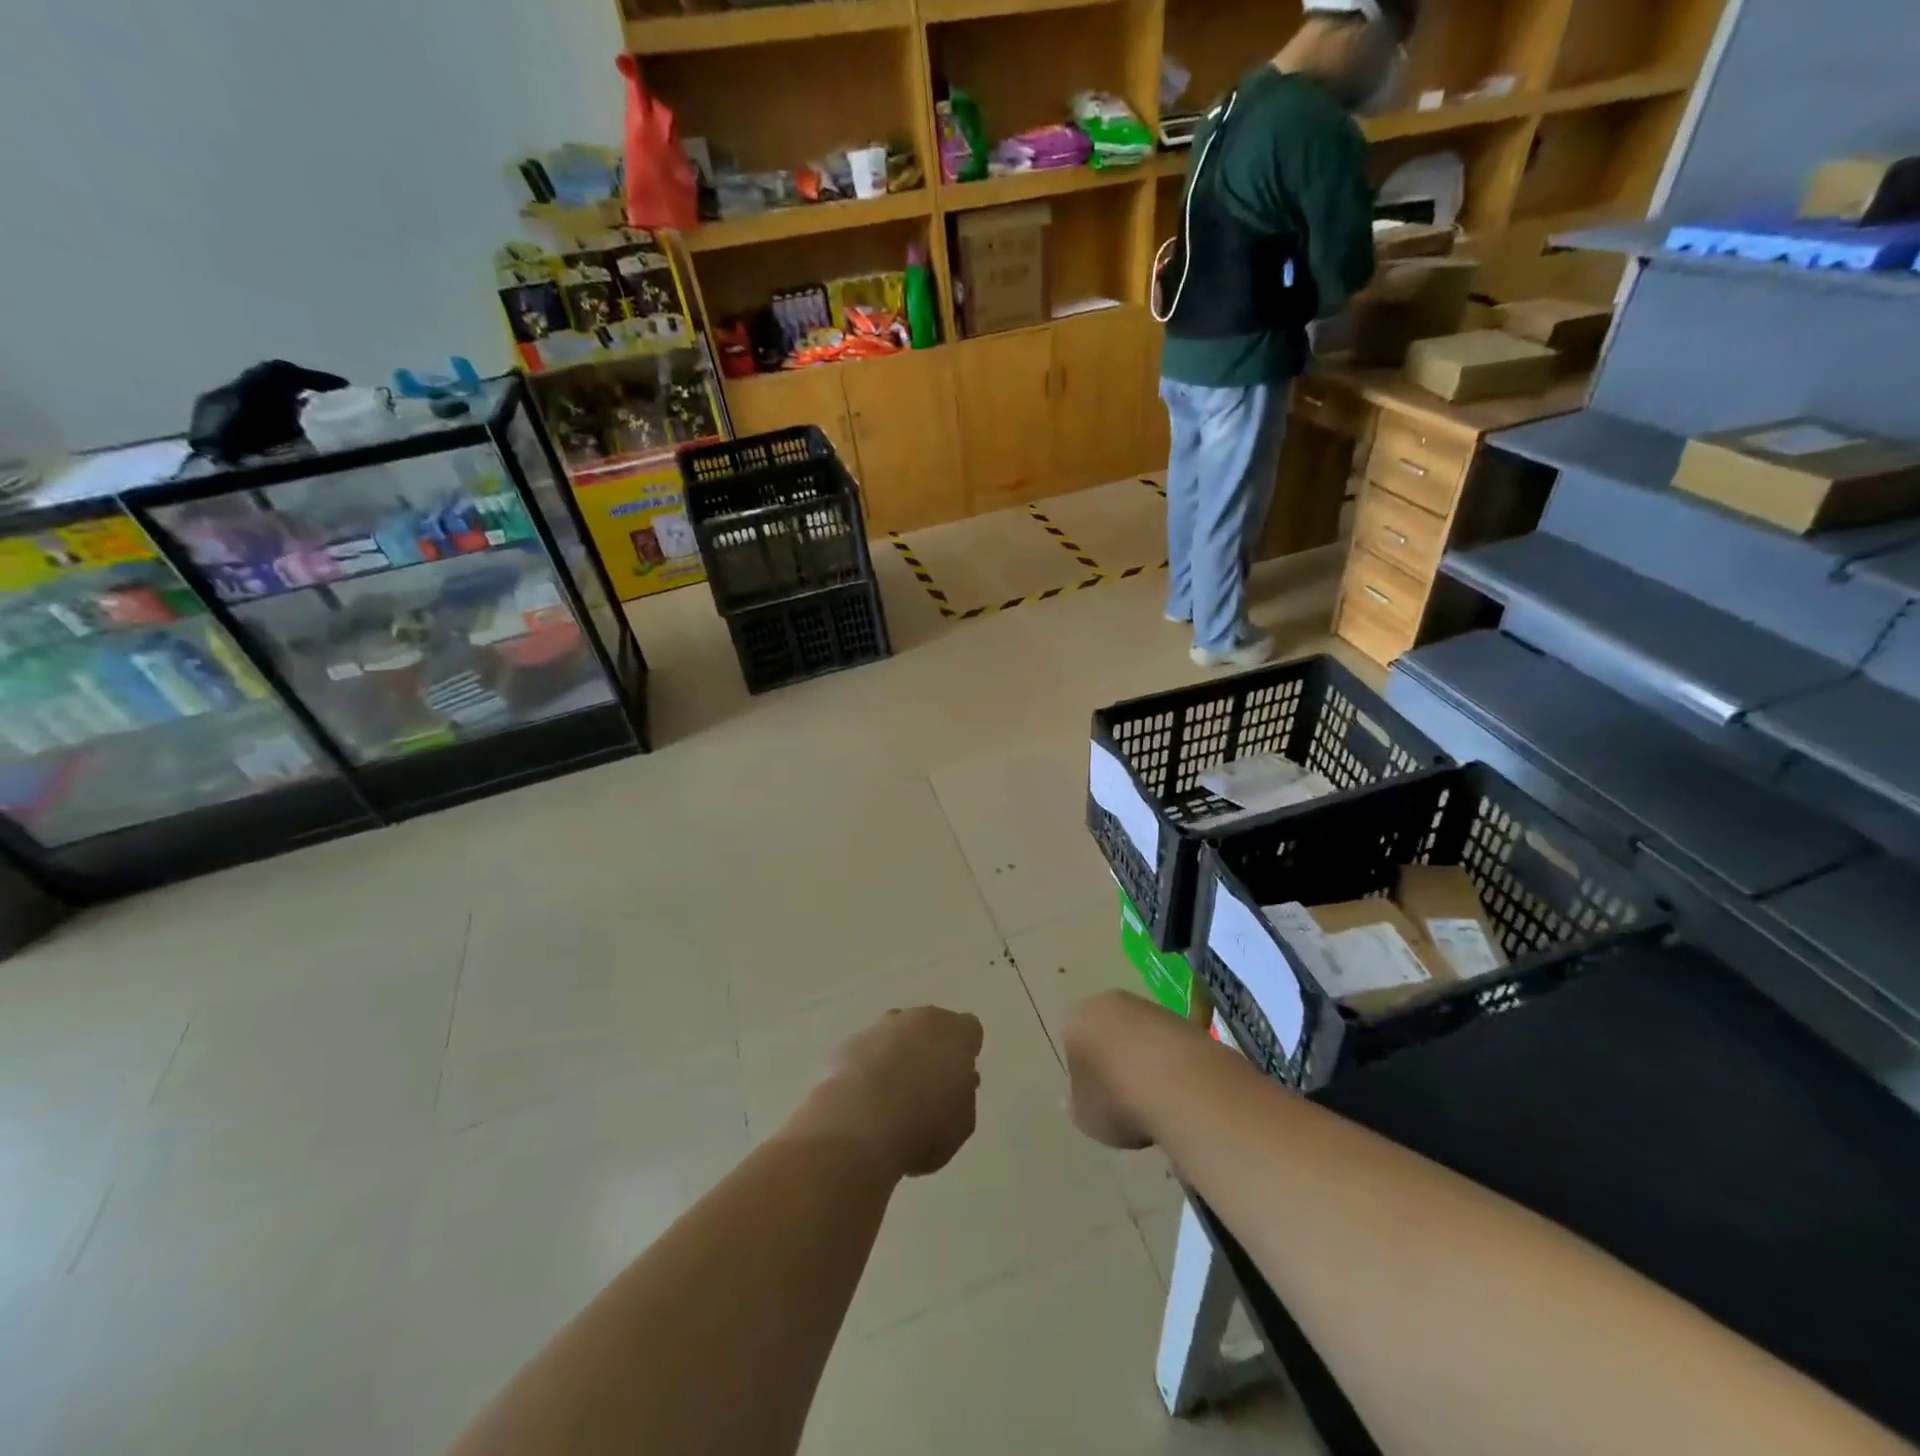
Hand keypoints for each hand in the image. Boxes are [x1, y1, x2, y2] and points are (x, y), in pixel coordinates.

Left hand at [792, 1007, 983, 1177]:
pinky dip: (869, 1065)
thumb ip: (964, 1096)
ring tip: (892, 1094)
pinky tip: (866, 1097)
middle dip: (931, 1047)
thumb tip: (958, 1082)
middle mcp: (919, 1019)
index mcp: (955, 1033)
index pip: (969, 1029)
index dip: (966, 1052)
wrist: (858, 1126)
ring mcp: (881, 1026)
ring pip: (897, 1033)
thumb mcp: (961, 1123)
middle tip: (927, 1085)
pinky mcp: (850, 1042)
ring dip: (898, 1053)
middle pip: (931, 1025)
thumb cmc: (923, 1127)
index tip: (959, 1077)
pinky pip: (868, 1049)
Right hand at [1063, 990, 1185, 1151]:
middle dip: (1114, 1059)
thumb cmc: (1118, 1100)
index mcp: (1078, 1020)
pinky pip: (1167, 1042)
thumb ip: (1076, 1104)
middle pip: (1107, 1032)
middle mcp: (1110, 1003)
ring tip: (1156, 1100)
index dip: (1086, 1075)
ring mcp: (1149, 1007)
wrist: (1180, 1085)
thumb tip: (1073, 1098)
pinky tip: (1178, 1090)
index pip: (1074, 1044)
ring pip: (1139, 1035)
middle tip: (1125, 1099)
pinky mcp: (1183, 1018)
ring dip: (1144, 1060)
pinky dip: (1170, 1062)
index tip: (1099, 1102)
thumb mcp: (1085, 1117)